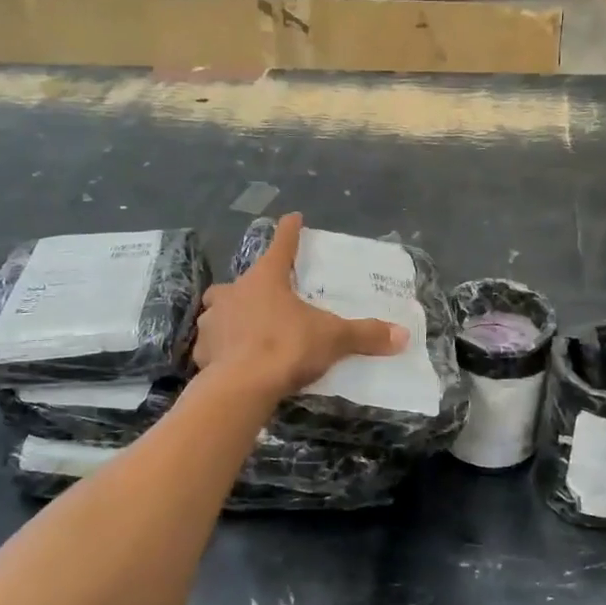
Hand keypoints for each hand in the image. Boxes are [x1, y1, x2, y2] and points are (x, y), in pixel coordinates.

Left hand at [194, 214, 408, 402]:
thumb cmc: (286, 347)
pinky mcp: (202, 350)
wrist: (241, 387)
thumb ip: (365, 334)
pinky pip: (213, 344)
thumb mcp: (332, 339)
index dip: (289, 231)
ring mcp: (213, 321)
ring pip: (220, 310)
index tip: (293, 217)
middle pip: (244, 281)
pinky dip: (222, 349)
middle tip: (269, 298)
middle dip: (254, 286)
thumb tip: (403, 335)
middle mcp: (234, 292)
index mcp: (266, 279)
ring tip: (248, 331)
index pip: (281, 245)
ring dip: (232, 316)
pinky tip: (234, 360)